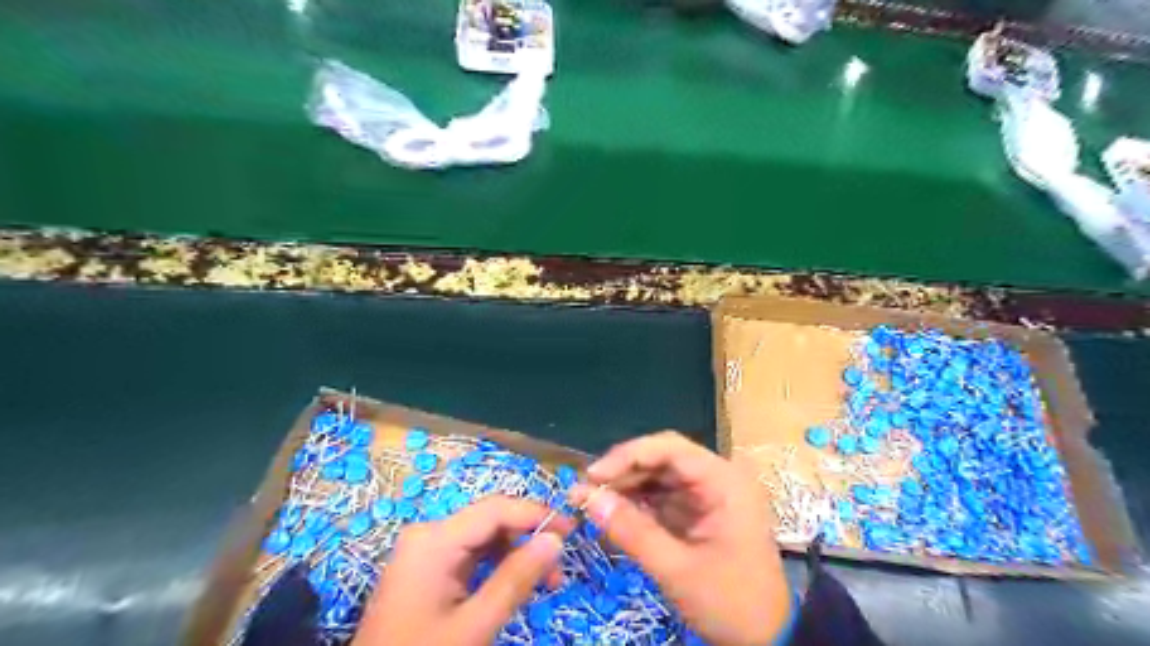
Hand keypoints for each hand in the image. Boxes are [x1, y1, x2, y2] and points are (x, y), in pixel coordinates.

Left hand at [354, 498, 572, 642]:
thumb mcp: (475, 625)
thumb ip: (516, 579)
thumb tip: (555, 540)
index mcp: (435, 540)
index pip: (496, 509)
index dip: (537, 514)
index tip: (572, 530)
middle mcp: (429, 534)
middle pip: (490, 520)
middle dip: (528, 538)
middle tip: (559, 568)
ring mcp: (425, 550)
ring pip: (483, 537)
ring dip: (516, 553)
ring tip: (545, 581)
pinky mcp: (426, 567)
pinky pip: (470, 554)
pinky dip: (496, 565)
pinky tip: (515, 583)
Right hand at [572, 432, 791, 644]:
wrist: (768, 640)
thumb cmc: (730, 602)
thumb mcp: (677, 569)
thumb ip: (632, 531)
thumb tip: (586, 498)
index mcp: (724, 481)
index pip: (670, 448)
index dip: (627, 456)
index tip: (593, 475)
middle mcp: (718, 478)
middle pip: (663, 458)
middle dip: (624, 471)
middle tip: (587, 491)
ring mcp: (710, 494)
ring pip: (660, 475)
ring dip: (628, 486)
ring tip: (595, 502)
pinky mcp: (701, 511)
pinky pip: (664, 496)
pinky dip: (639, 503)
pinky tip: (616, 513)